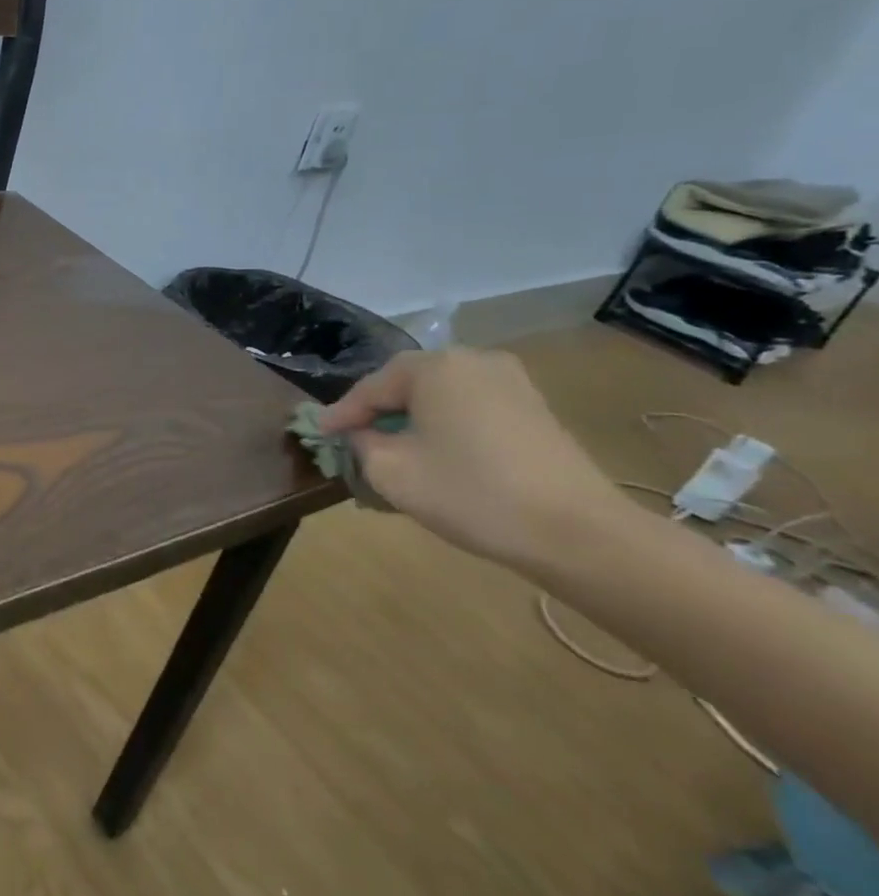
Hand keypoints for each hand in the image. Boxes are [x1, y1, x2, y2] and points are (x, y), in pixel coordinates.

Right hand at [319, 348, 628, 569]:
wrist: (579, 534)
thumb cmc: (471, 493)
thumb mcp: (391, 471)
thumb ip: (361, 443)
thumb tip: (360, 434)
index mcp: (434, 366)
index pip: (370, 387)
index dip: (340, 415)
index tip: (318, 435)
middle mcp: (472, 361)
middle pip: (406, 385)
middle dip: (378, 413)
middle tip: (353, 440)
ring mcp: (511, 382)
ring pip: (440, 397)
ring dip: (412, 420)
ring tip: (392, 450)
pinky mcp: (535, 409)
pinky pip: (470, 408)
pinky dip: (446, 427)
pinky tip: (436, 454)